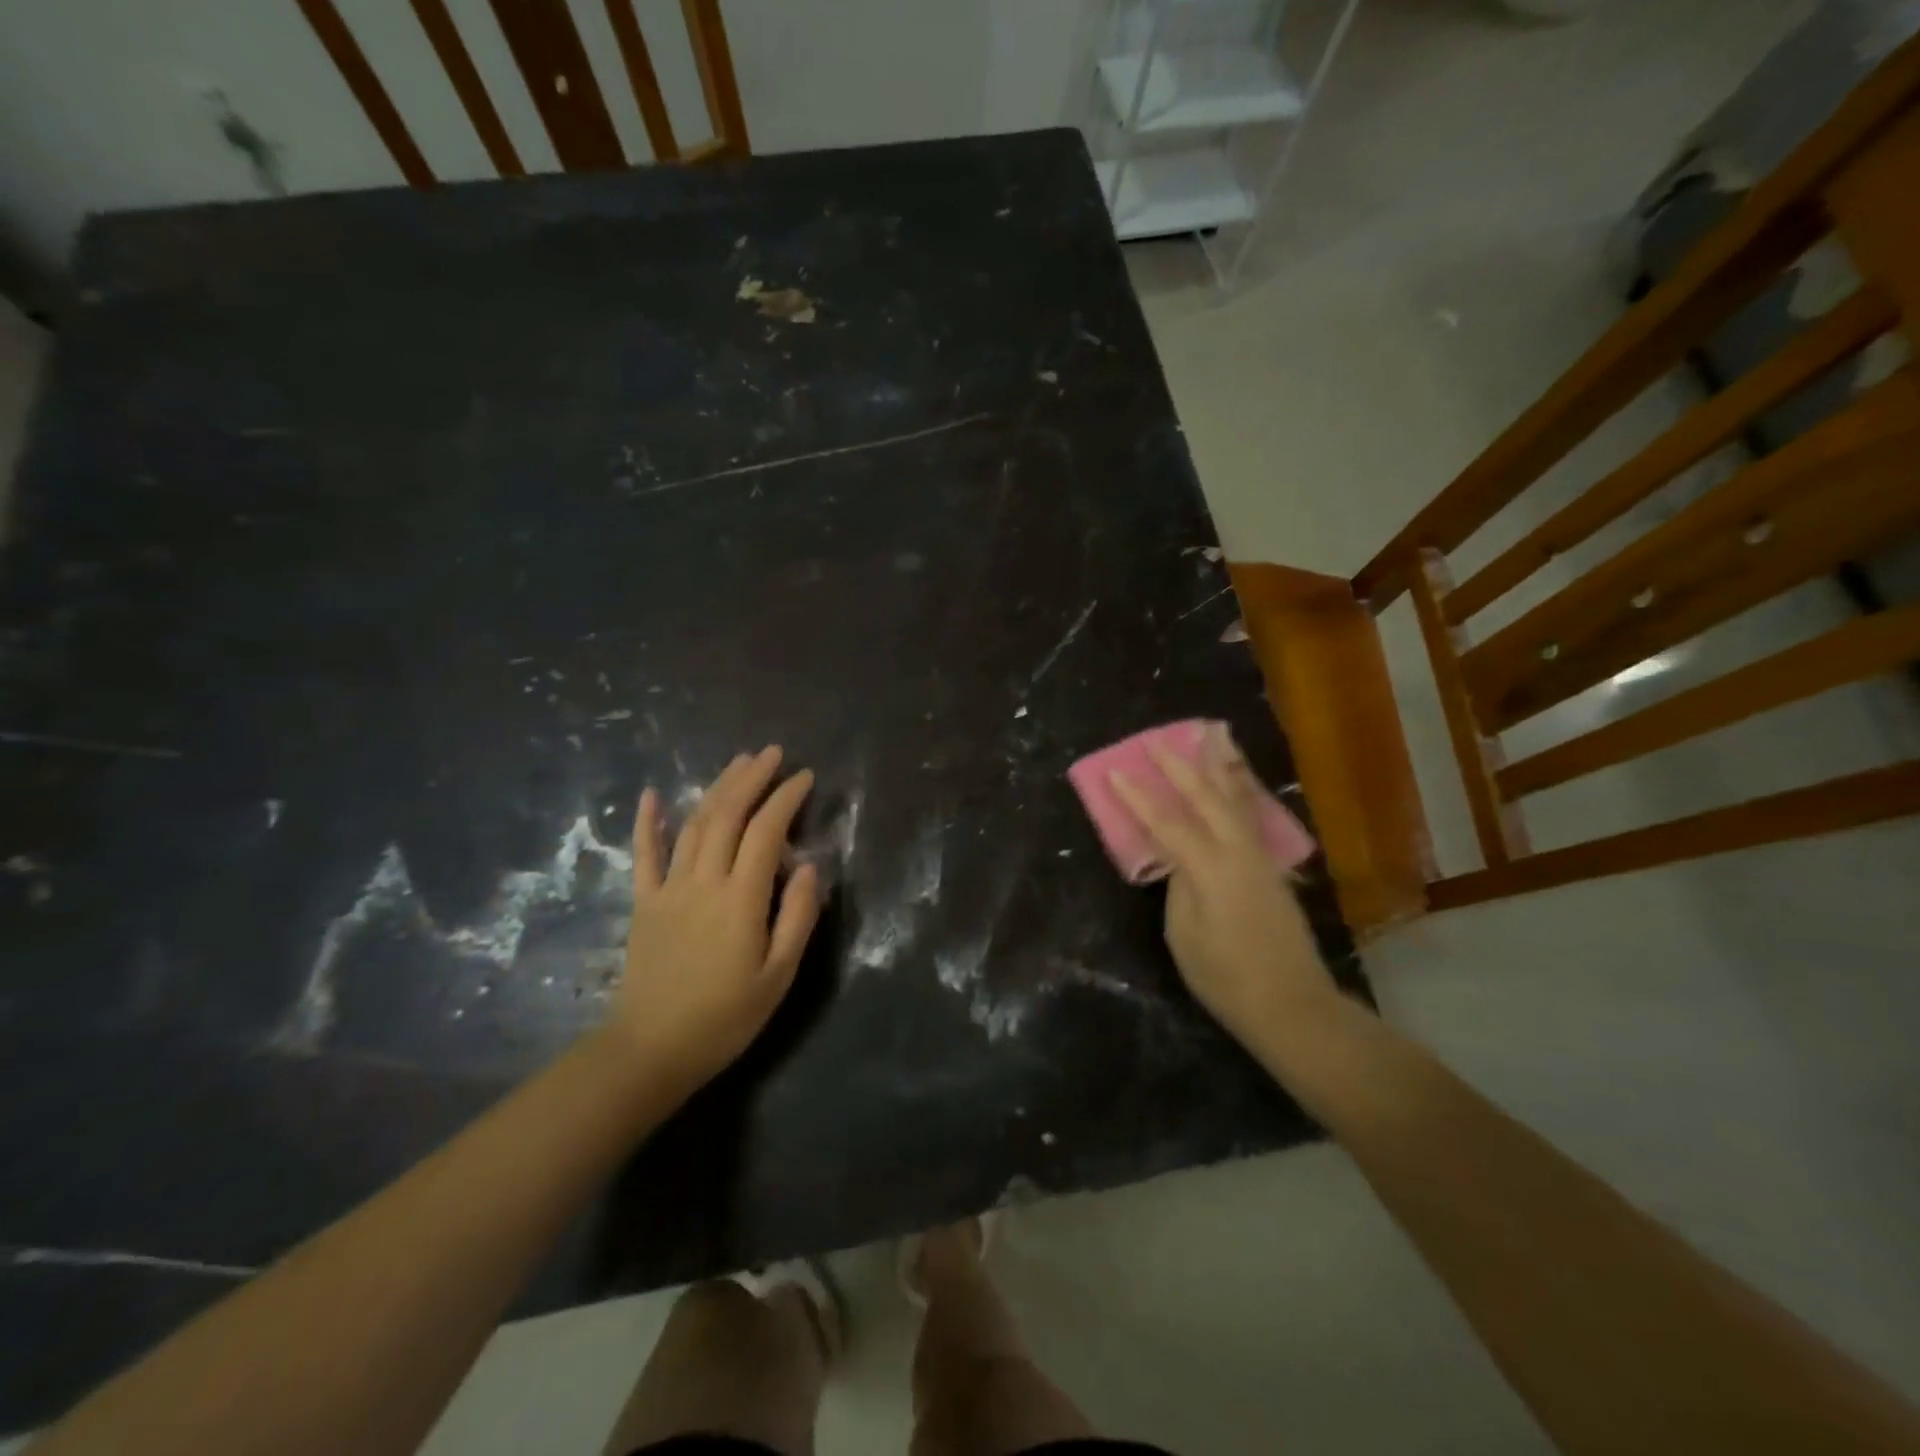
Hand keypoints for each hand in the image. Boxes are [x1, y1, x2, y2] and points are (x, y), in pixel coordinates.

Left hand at [614, 746, 821, 1089]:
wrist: (652, 1050)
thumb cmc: (726, 1017)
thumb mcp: (778, 975)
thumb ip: (797, 917)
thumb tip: (807, 865)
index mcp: (740, 899)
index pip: (766, 833)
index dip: (786, 799)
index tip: (804, 777)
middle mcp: (703, 882)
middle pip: (727, 816)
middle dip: (751, 779)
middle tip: (771, 753)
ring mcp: (668, 889)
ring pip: (693, 825)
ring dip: (716, 789)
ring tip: (738, 763)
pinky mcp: (644, 902)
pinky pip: (644, 854)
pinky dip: (648, 821)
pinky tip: (653, 793)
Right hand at [1109, 727, 1335, 1055]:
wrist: (1291, 1004)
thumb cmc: (1225, 977)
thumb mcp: (1184, 934)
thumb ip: (1179, 887)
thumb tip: (1180, 860)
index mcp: (1209, 868)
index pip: (1166, 822)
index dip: (1138, 796)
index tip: (1116, 770)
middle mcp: (1238, 852)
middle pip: (1206, 798)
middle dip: (1180, 766)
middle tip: (1158, 740)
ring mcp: (1260, 858)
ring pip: (1236, 799)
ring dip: (1220, 766)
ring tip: (1212, 736)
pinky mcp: (1271, 868)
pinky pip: (1249, 815)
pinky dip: (1238, 790)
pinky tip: (1236, 781)